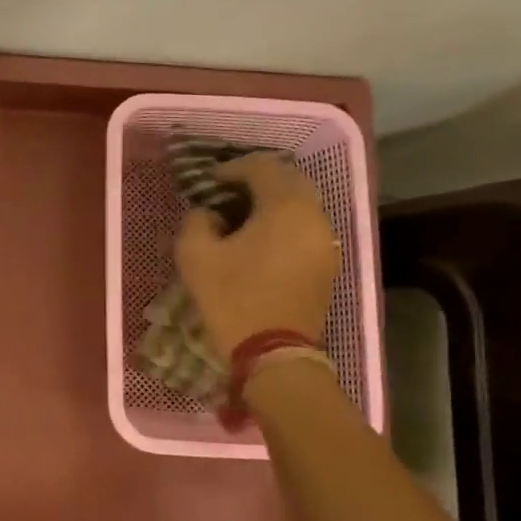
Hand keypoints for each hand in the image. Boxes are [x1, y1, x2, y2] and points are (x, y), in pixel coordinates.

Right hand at [174, 153, 339, 355]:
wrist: (273, 354)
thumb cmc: (232, 299)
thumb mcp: (195, 256)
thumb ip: (197, 221)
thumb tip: (208, 214)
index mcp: (285, 207)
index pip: (262, 167)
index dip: (231, 168)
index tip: (207, 183)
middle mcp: (314, 216)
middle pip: (288, 180)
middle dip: (256, 180)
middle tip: (226, 192)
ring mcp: (324, 241)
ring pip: (300, 204)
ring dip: (272, 202)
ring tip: (240, 216)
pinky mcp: (325, 264)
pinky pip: (304, 228)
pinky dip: (283, 223)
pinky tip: (258, 240)